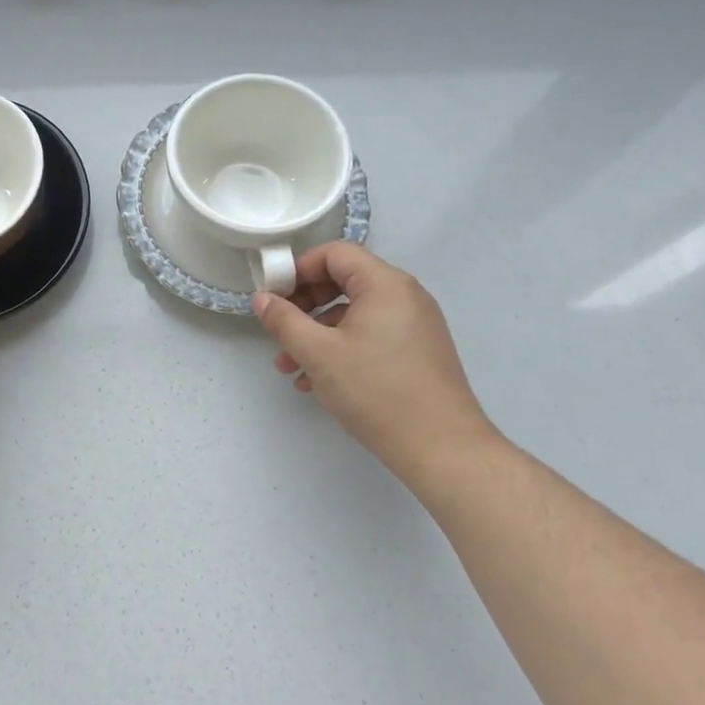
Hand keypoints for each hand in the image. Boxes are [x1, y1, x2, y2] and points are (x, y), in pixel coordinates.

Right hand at [254, 243, 497, 485]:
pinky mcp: (418, 351)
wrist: (443, 450)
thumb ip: (284, 321)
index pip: (335, 253)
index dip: (299, 269)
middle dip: (305, 304)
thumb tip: (261, 298)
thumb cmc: (376, 392)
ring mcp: (415, 324)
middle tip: (280, 329)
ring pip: (355, 313)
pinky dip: (342, 347)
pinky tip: (317, 382)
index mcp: (385, 284)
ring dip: (318, 332)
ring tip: (289, 367)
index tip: (274, 296)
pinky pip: (372, 334)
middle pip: (344, 280)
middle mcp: (405, 295)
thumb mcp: (318, 354)